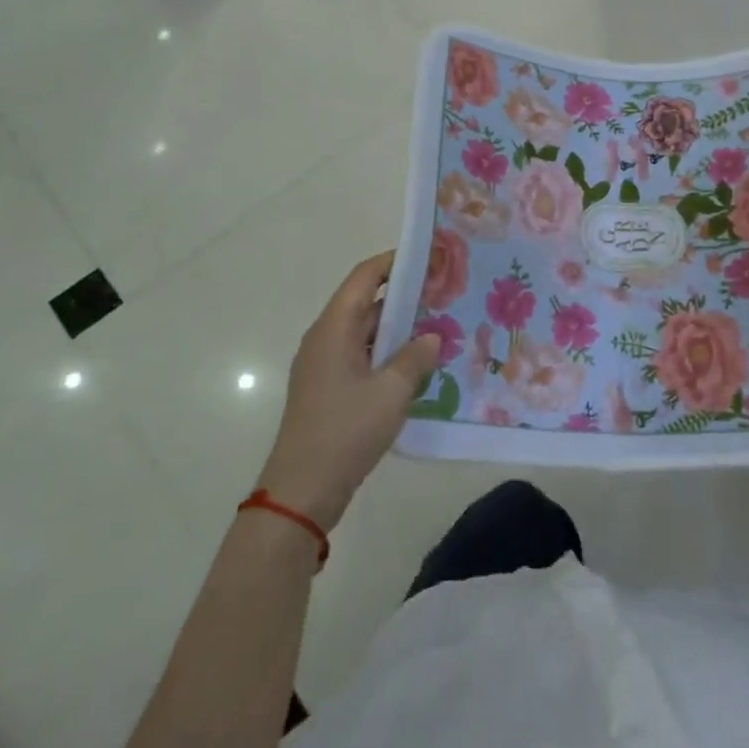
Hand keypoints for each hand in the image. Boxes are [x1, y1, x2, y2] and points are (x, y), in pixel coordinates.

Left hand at [258, 252, 439, 530]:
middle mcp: (325, 339)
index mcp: (334, 329)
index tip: (430, 257)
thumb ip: (415, 357)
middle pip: (366, 302)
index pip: (365, 278)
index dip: (395, 262)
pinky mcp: (330, 388)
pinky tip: (418, 364)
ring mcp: (325, 365)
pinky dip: (389, 352)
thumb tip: (431, 337)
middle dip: (405, 295)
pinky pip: (363, 356)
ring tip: (440, 325)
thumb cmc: (346, 431)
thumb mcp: (391, 391)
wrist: (303, 490)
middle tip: (446, 292)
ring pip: (366, 332)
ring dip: (399, 327)